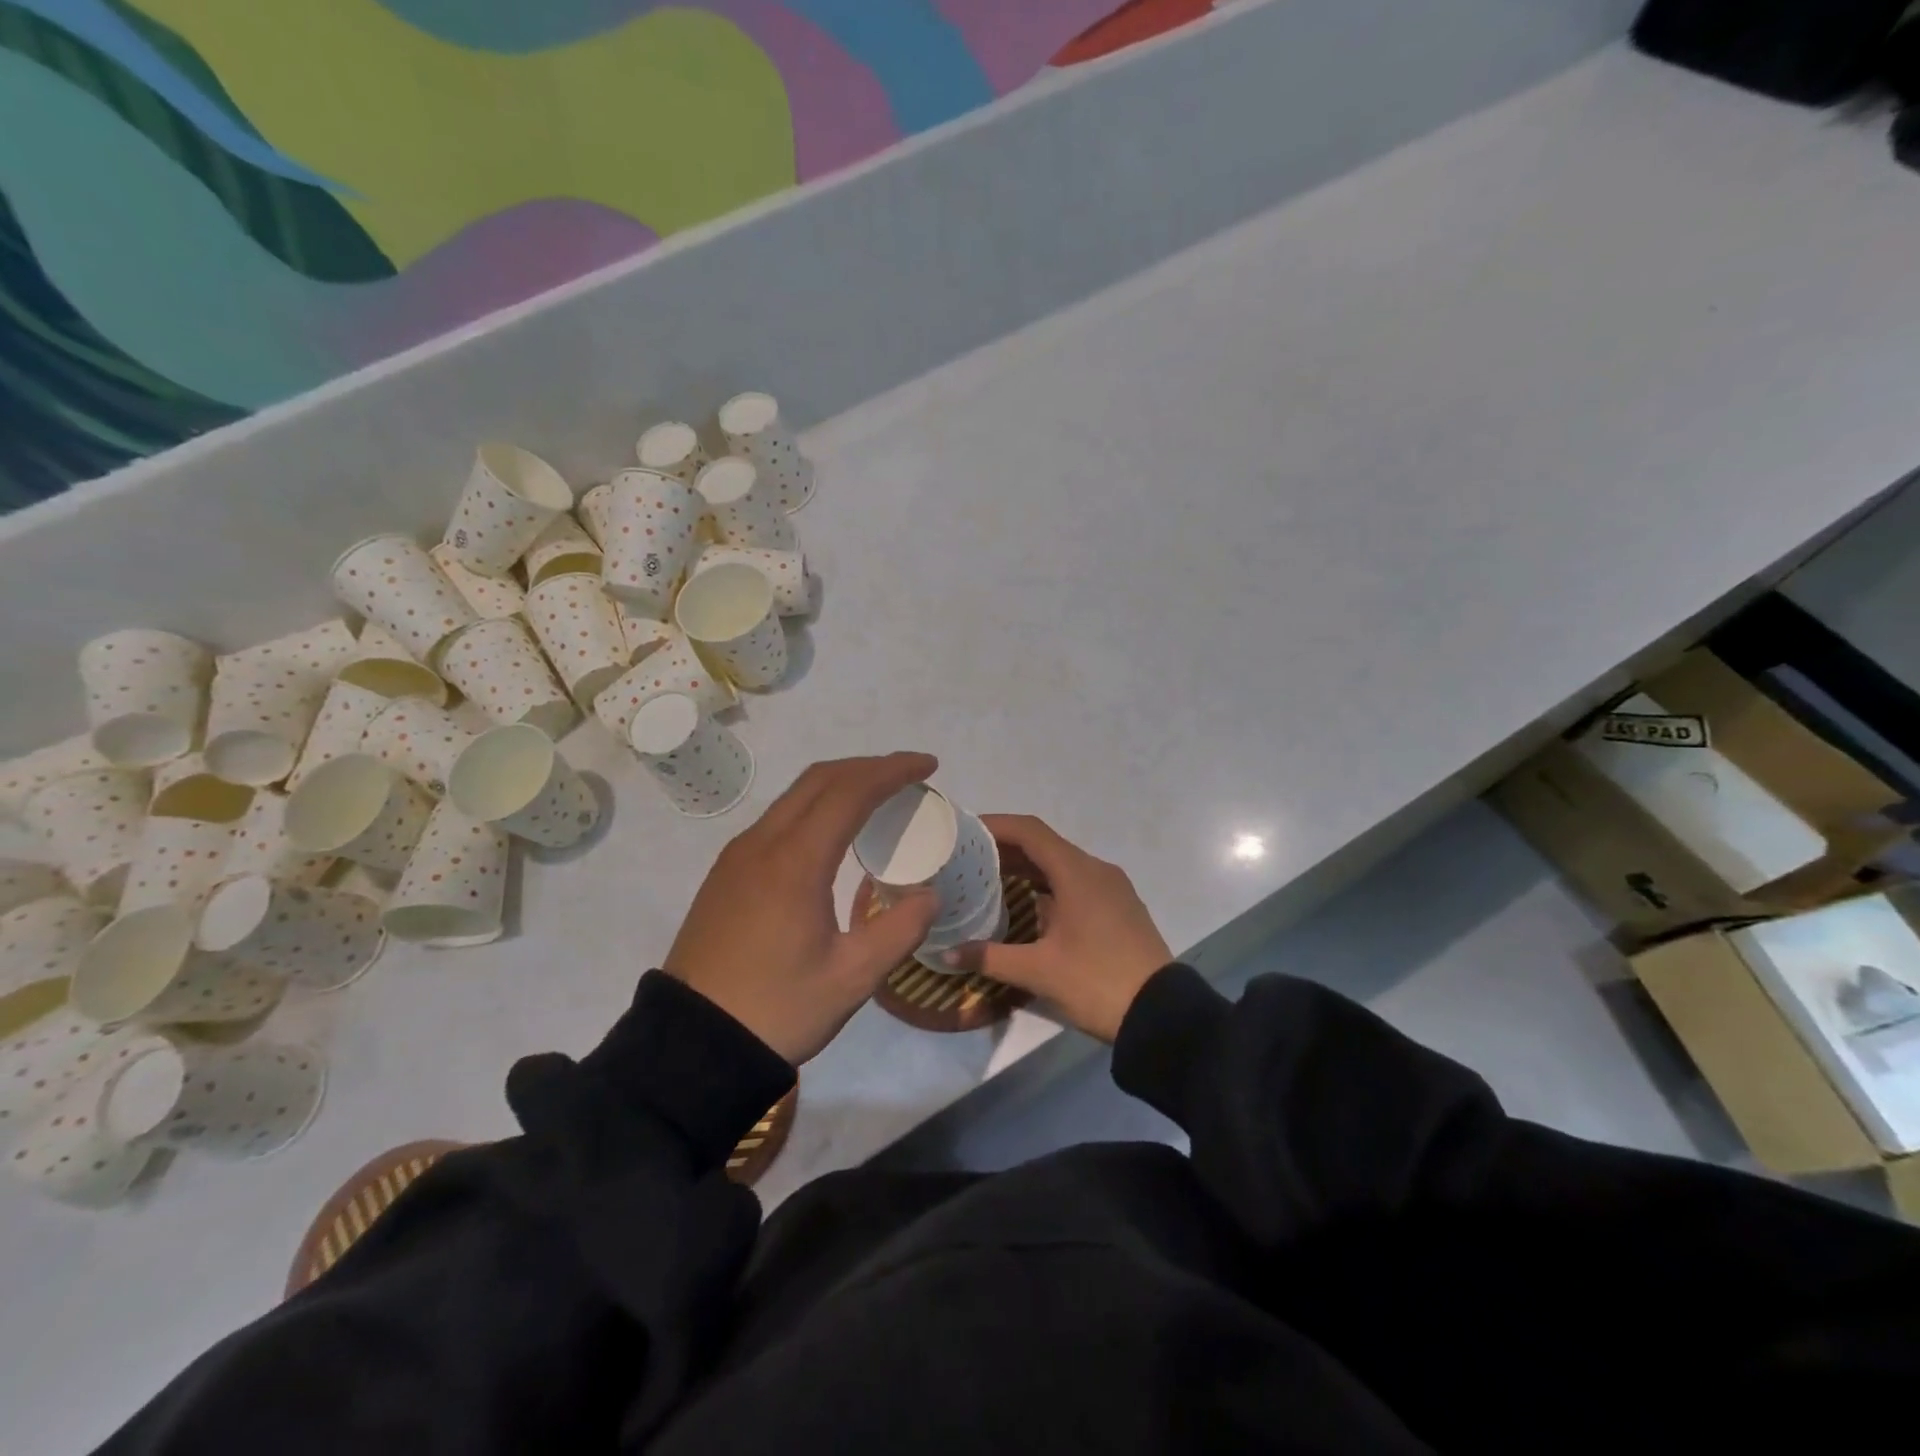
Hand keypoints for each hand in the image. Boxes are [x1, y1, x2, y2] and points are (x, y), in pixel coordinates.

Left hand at [663, 753, 942, 1064]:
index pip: (850, 791)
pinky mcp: (726, 873)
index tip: (928, 765)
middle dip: (868, 767)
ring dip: (839, 784)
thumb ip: (900, 930)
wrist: (691, 1045)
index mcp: (796, 861)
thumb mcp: (852, 978)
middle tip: (909, 776)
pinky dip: (815, 807)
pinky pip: (778, 819)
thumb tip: (929, 894)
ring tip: (878, 798)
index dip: (893, 771)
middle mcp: (763, 843)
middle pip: (820, 779)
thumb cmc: (777, 1009)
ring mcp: (738, 856)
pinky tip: (833, 834)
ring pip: (794, 796)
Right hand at [948, 815, 1171, 1042]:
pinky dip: (1048, 883)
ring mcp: (1112, 887)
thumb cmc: (1097, 982)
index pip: (1030, 831)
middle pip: (1045, 845)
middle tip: (968, 859)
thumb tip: (946, 953)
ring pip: (1062, 864)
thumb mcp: (1039, 971)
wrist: (1162, 1014)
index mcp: (1077, 872)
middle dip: (1006, 848)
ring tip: (989, 880)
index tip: (965, 831)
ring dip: (1027, 867)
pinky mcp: (1119, 907)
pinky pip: (1077, 881)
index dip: (996, 825)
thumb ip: (990, 957)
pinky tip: (1028, 904)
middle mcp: (1096, 869)